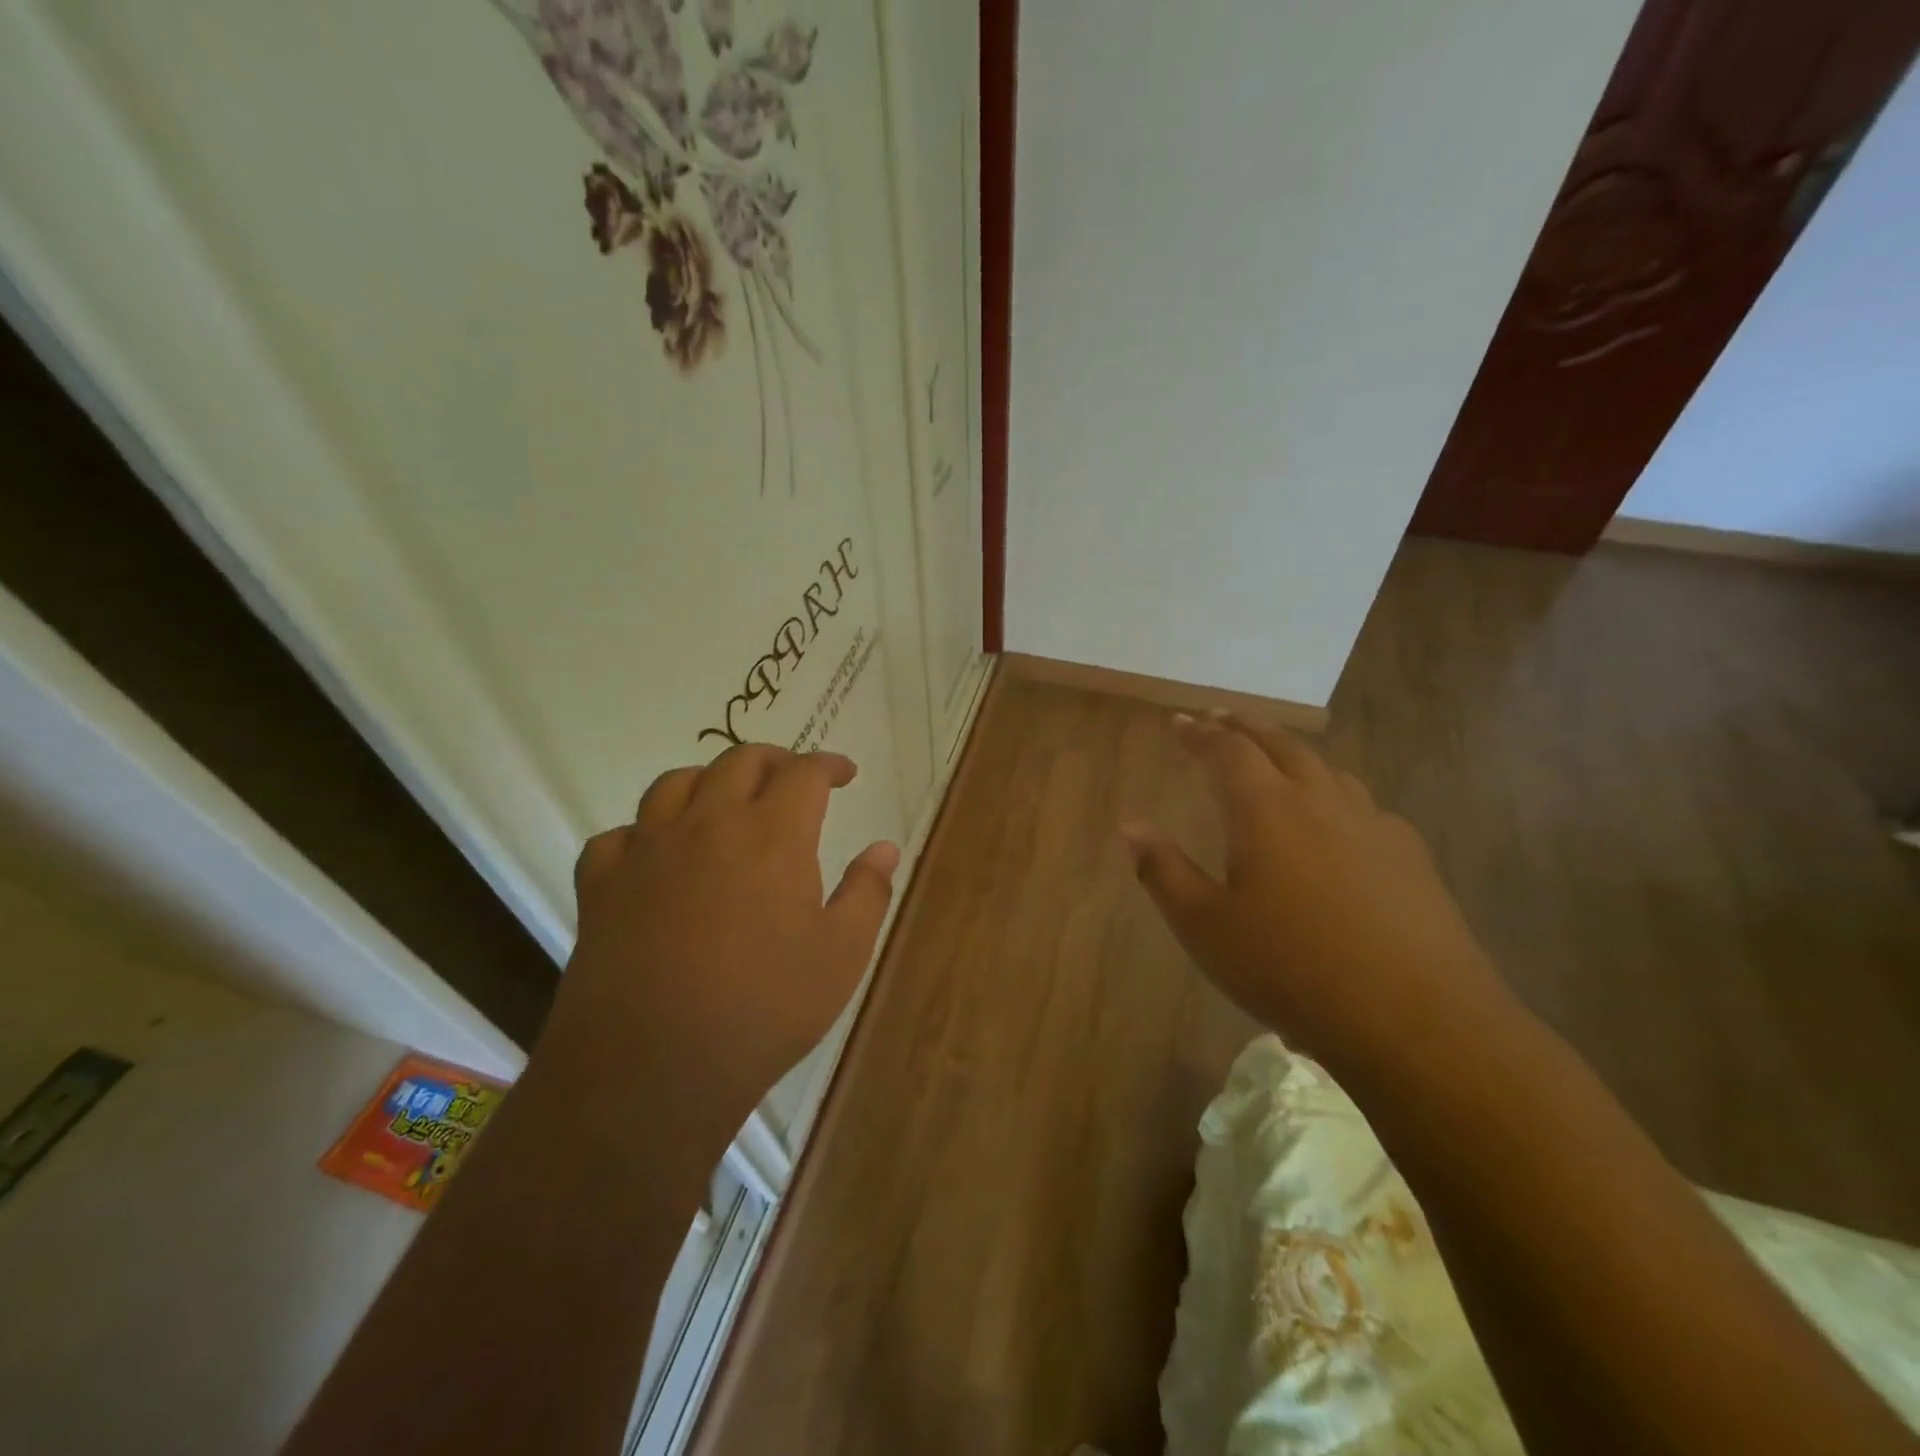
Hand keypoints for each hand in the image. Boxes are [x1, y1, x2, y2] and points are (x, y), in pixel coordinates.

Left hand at [549, 744, 899, 1140]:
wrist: (652, 1066)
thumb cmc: (764, 1009)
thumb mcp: (842, 955)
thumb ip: (867, 893)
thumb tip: (885, 848)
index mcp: (773, 834)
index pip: (804, 772)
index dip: (829, 764)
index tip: (845, 773)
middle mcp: (708, 824)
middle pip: (739, 761)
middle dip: (773, 760)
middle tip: (791, 780)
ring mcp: (647, 850)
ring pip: (674, 784)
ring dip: (708, 781)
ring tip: (724, 803)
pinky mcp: (601, 885)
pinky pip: (618, 836)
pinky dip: (642, 834)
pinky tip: (654, 857)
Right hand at [1123, 712, 1517, 1072]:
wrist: (1414, 1018)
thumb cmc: (1290, 969)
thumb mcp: (1205, 927)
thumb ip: (1163, 871)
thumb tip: (1132, 827)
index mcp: (1265, 810)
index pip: (1226, 751)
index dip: (1199, 733)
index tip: (1179, 721)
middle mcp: (1320, 800)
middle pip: (1280, 744)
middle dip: (1244, 727)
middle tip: (1221, 719)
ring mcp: (1372, 823)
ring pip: (1326, 768)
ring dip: (1291, 752)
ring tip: (1274, 757)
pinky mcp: (1409, 854)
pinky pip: (1361, 804)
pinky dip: (1333, 792)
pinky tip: (1336, 819)